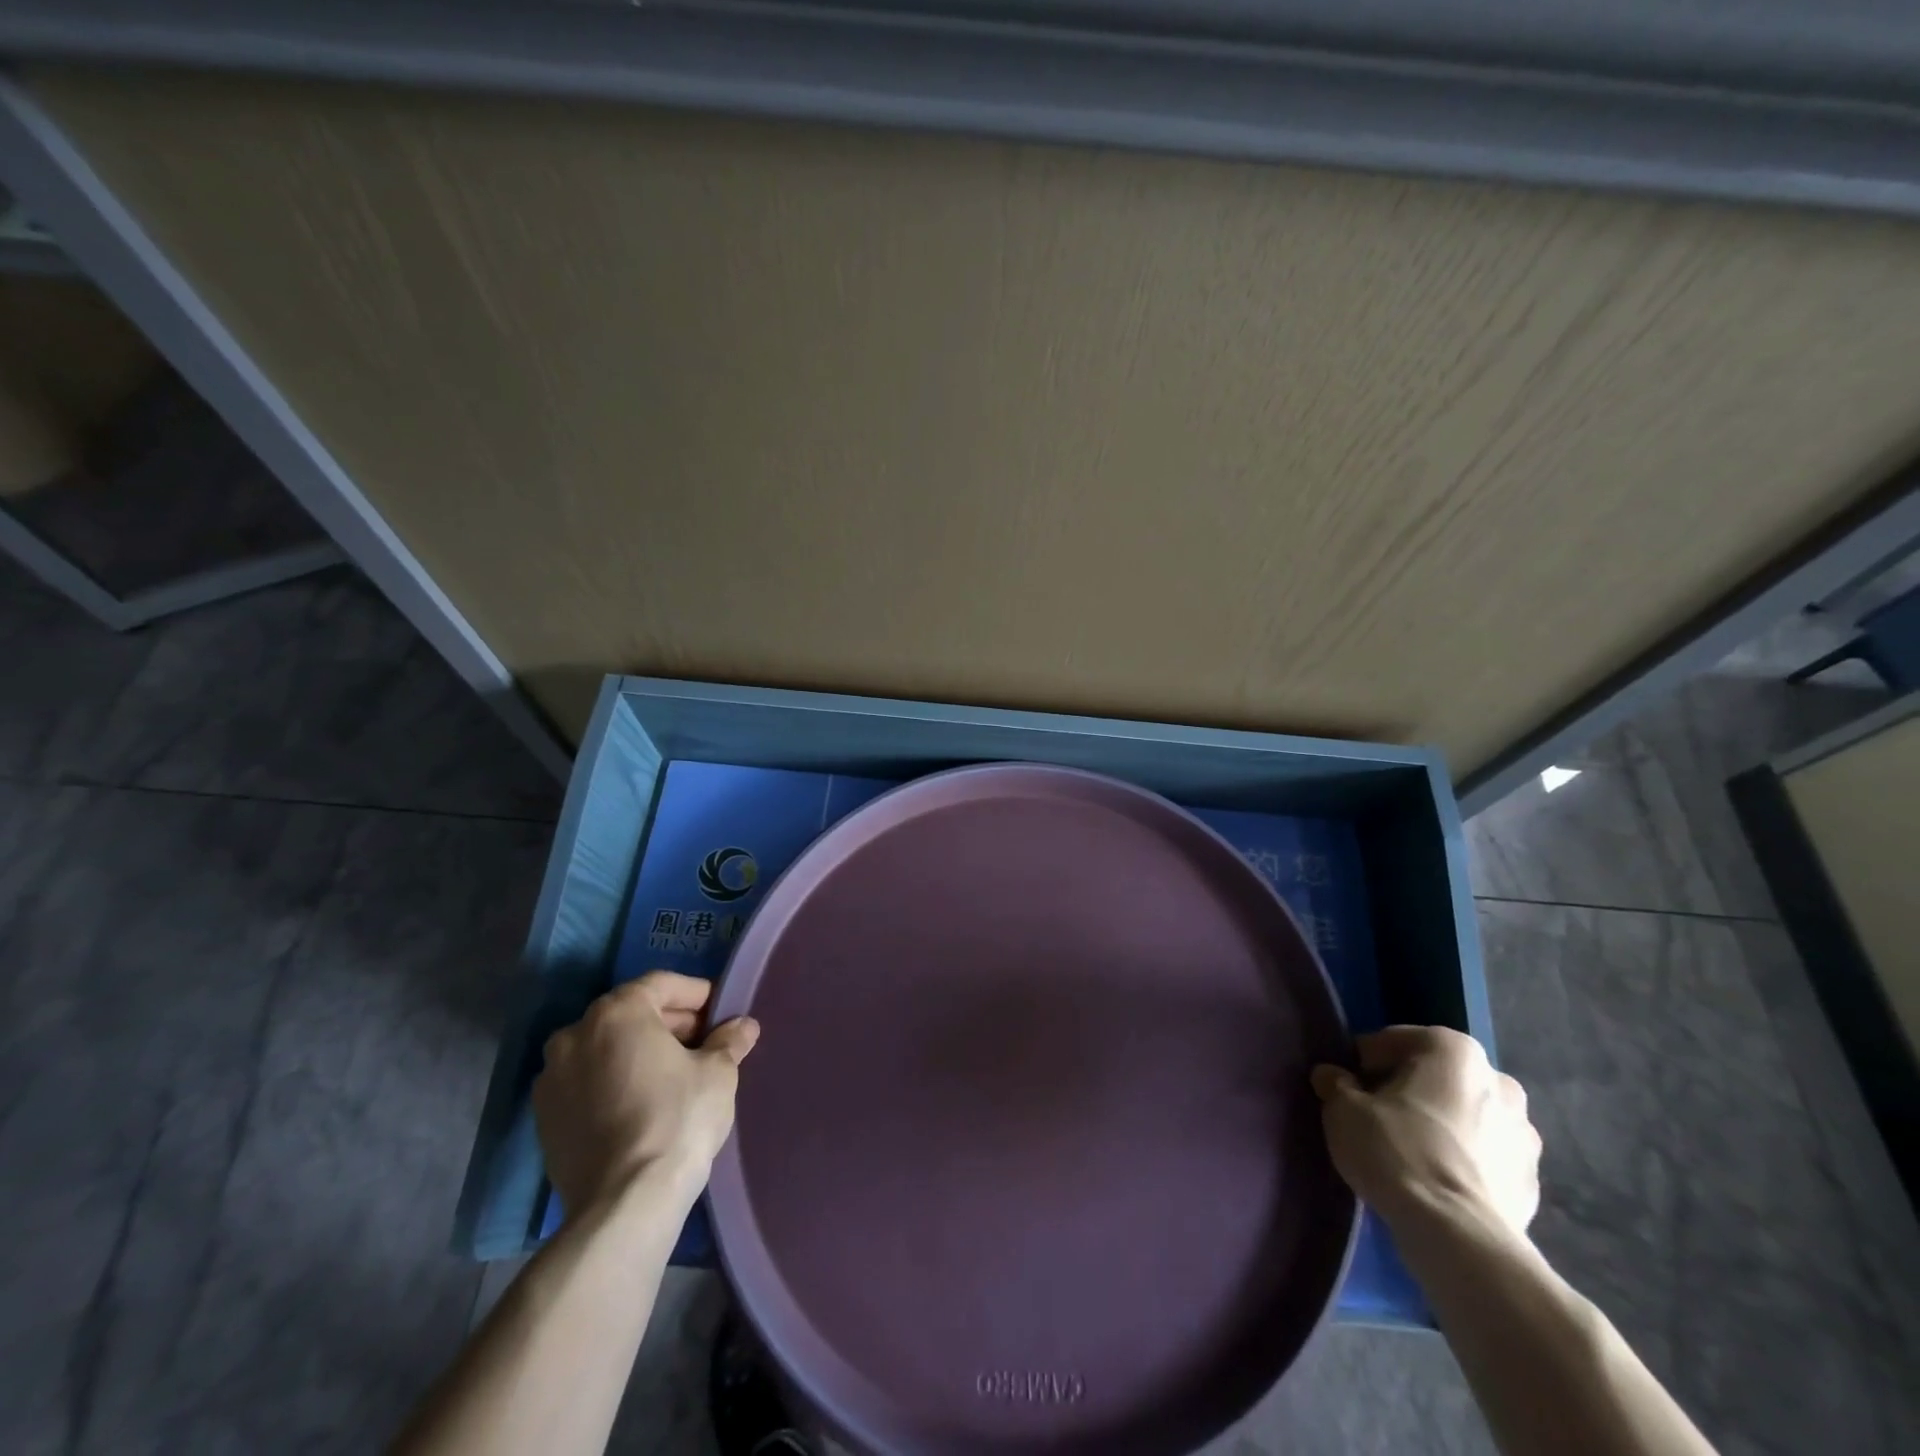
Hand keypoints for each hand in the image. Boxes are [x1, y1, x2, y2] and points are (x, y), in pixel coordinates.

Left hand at [533, 972, 759, 1212]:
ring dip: (639, 1052)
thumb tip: (743, 1026)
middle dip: (669, 1024)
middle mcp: (574, 1034)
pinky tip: (643, 1104)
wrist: (624, 1204)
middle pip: (631, 1013)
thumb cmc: (677, 1119)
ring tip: (675, 1075)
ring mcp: (551, 1078)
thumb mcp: (718, 1073)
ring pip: (605, 1049)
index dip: (697, 995)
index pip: (662, 984)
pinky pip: (586, 1083)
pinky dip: (614, 1082)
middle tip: (704, 1044)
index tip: (721, 1013)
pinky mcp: (543, 1119)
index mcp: (616, 1012)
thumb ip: (728, 1041)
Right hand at [1310, 1025, 1539, 1240]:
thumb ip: (1336, 1084)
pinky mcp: (1532, 1182)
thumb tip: (1332, 1077)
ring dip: (1442, 1125)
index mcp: (1456, 1052)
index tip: (1350, 1084)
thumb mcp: (1343, 1109)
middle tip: (1378, 1114)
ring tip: (1409, 1151)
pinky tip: (1436, 1180)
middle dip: (1411, 1090)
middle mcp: (1499, 1082)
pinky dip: (1464, 1160)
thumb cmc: (1396, 1151)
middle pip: (1439, 1076)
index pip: (1399, 1040)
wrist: (1457, 1236)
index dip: (1368, 1061)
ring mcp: (1525, 1135)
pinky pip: (1486, 1157)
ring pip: (1468, 1116)